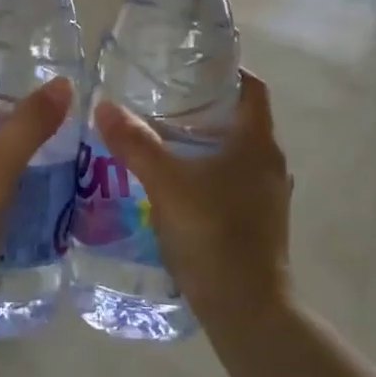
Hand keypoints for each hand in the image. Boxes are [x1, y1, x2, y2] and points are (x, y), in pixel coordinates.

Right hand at [93, 71, 292, 330]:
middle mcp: (270, 162)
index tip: (189, 67)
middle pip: (241, 118)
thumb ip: (136, 144)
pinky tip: (175, 182)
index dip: (226, 71)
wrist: (247, 309)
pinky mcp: (259, 220)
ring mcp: (267, 194)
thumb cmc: (214, 234)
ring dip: (204, 140)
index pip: (252, 87)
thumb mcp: (167, 184)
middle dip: (204, 106)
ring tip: (161, 137)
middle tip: (161, 100)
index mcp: (258, 143)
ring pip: (236, 151)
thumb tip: (104, 106)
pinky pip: (233, 179)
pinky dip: (208, 170)